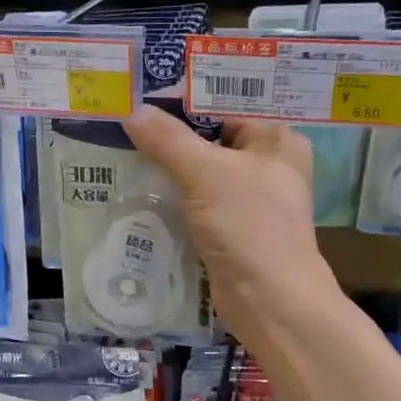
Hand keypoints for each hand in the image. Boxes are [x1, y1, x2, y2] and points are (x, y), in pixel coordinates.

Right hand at [123, 105, 337, 351]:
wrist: (269, 300)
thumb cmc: (248, 225)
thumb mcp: (206, 173)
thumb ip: (169, 141)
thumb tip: (133, 112)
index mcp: (277, 141)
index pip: (226, 109)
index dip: (186, 104)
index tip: (143, 100)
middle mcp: (268, 168)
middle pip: (212, 143)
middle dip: (172, 140)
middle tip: (126, 127)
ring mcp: (249, 204)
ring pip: (202, 178)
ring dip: (169, 174)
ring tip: (124, 157)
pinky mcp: (231, 234)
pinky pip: (197, 208)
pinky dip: (174, 204)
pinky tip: (141, 196)